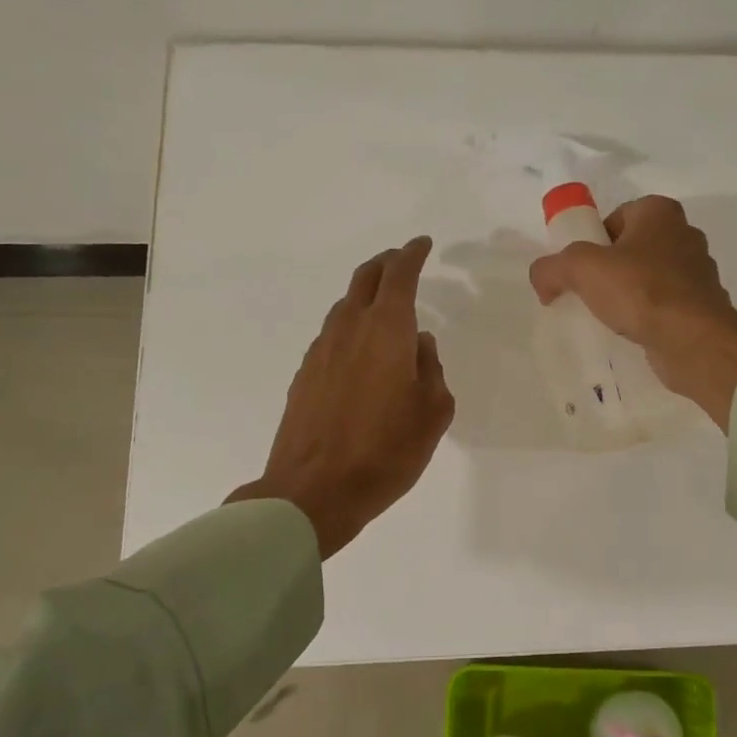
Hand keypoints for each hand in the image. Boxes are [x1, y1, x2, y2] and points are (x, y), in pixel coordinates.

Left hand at [228, 237, 454, 557]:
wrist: (314, 491)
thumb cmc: (386, 452)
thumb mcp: (432, 412)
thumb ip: (431, 369)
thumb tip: (420, 345)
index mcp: (387, 331)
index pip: (400, 276)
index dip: (413, 255)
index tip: (423, 245)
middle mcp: (350, 329)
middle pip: (365, 279)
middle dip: (386, 264)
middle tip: (402, 261)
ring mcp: (321, 351)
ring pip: (344, 306)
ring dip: (365, 295)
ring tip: (383, 306)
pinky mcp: (304, 375)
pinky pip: (331, 335)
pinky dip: (349, 326)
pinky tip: (359, 349)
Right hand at [527, 196, 736, 430]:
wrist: (694, 340)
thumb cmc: (641, 290)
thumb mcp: (581, 269)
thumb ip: (552, 267)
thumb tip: (541, 279)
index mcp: (660, 212)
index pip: (615, 218)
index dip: (592, 242)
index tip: (579, 270)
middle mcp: (684, 234)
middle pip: (631, 249)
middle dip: (608, 270)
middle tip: (587, 295)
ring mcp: (697, 273)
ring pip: (648, 279)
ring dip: (628, 295)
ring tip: (607, 318)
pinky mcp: (702, 307)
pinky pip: (663, 306)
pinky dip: (647, 317)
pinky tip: (630, 334)